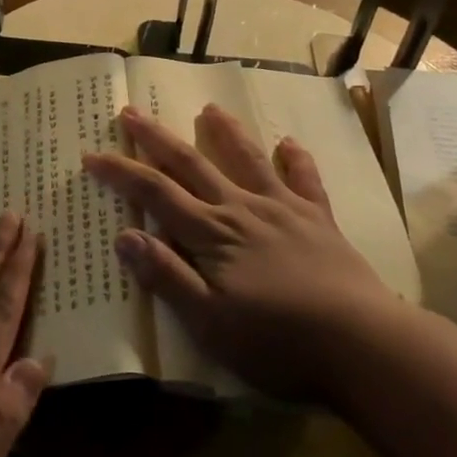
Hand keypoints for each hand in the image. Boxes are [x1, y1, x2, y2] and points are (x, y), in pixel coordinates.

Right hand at [84, 104, 408, 400]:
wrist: (364, 346)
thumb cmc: (278, 342)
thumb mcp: (209, 322)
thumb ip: (166, 276)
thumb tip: (123, 235)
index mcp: (211, 233)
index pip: (154, 193)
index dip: (120, 172)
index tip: (92, 154)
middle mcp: (241, 209)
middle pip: (191, 165)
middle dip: (156, 138)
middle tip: (131, 111)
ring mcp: (283, 210)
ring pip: (247, 160)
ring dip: (225, 133)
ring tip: (209, 110)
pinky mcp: (319, 221)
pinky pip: (305, 181)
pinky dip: (296, 160)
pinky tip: (289, 143)